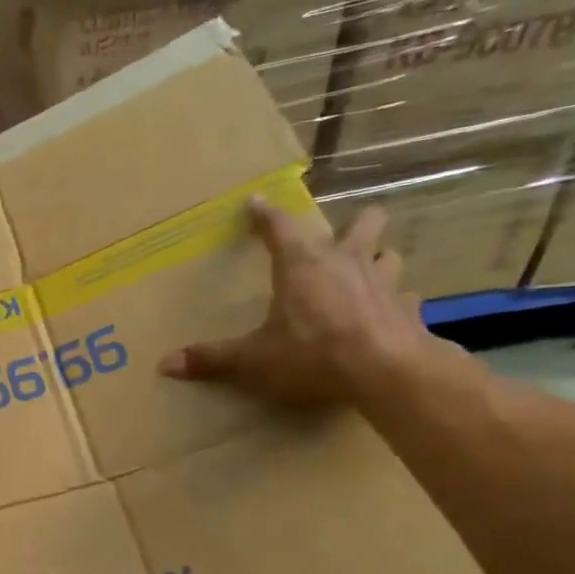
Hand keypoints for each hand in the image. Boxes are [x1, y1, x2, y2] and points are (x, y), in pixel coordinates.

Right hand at [158, 200, 437, 406]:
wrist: (388, 371)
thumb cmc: (313, 353)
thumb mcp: (253, 358)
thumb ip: (212, 358)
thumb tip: (165, 365)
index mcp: (302, 265)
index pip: (280, 226)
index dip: (265, 213)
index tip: (255, 201)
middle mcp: (346, 262)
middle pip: (362, 222)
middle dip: (352, 223)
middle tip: (336, 238)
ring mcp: (385, 282)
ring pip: (389, 253)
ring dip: (377, 258)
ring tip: (364, 271)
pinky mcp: (409, 308)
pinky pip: (405, 296)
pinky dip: (395, 301)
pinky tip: (386, 312)